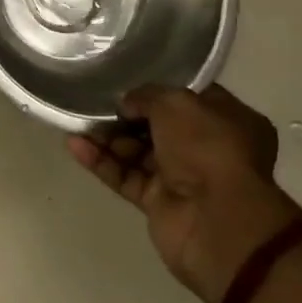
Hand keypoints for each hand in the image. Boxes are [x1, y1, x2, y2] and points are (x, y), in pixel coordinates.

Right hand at [67, 83, 301, 302]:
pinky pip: (125, 176)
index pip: (188, 96)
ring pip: (137, 151)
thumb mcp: (176, 103)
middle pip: (158, 125)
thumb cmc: (207, 149)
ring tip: (77, 121)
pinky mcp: (158, 202)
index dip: (158, 87)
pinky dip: (101, 162)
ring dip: (107, 137)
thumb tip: (127, 104)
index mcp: (227, 119)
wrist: (218, 222)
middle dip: (126, 114)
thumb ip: (146, 96)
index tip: (128, 79)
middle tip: (95, 101)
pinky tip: (74, 145)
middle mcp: (206, 147)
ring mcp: (181, 176)